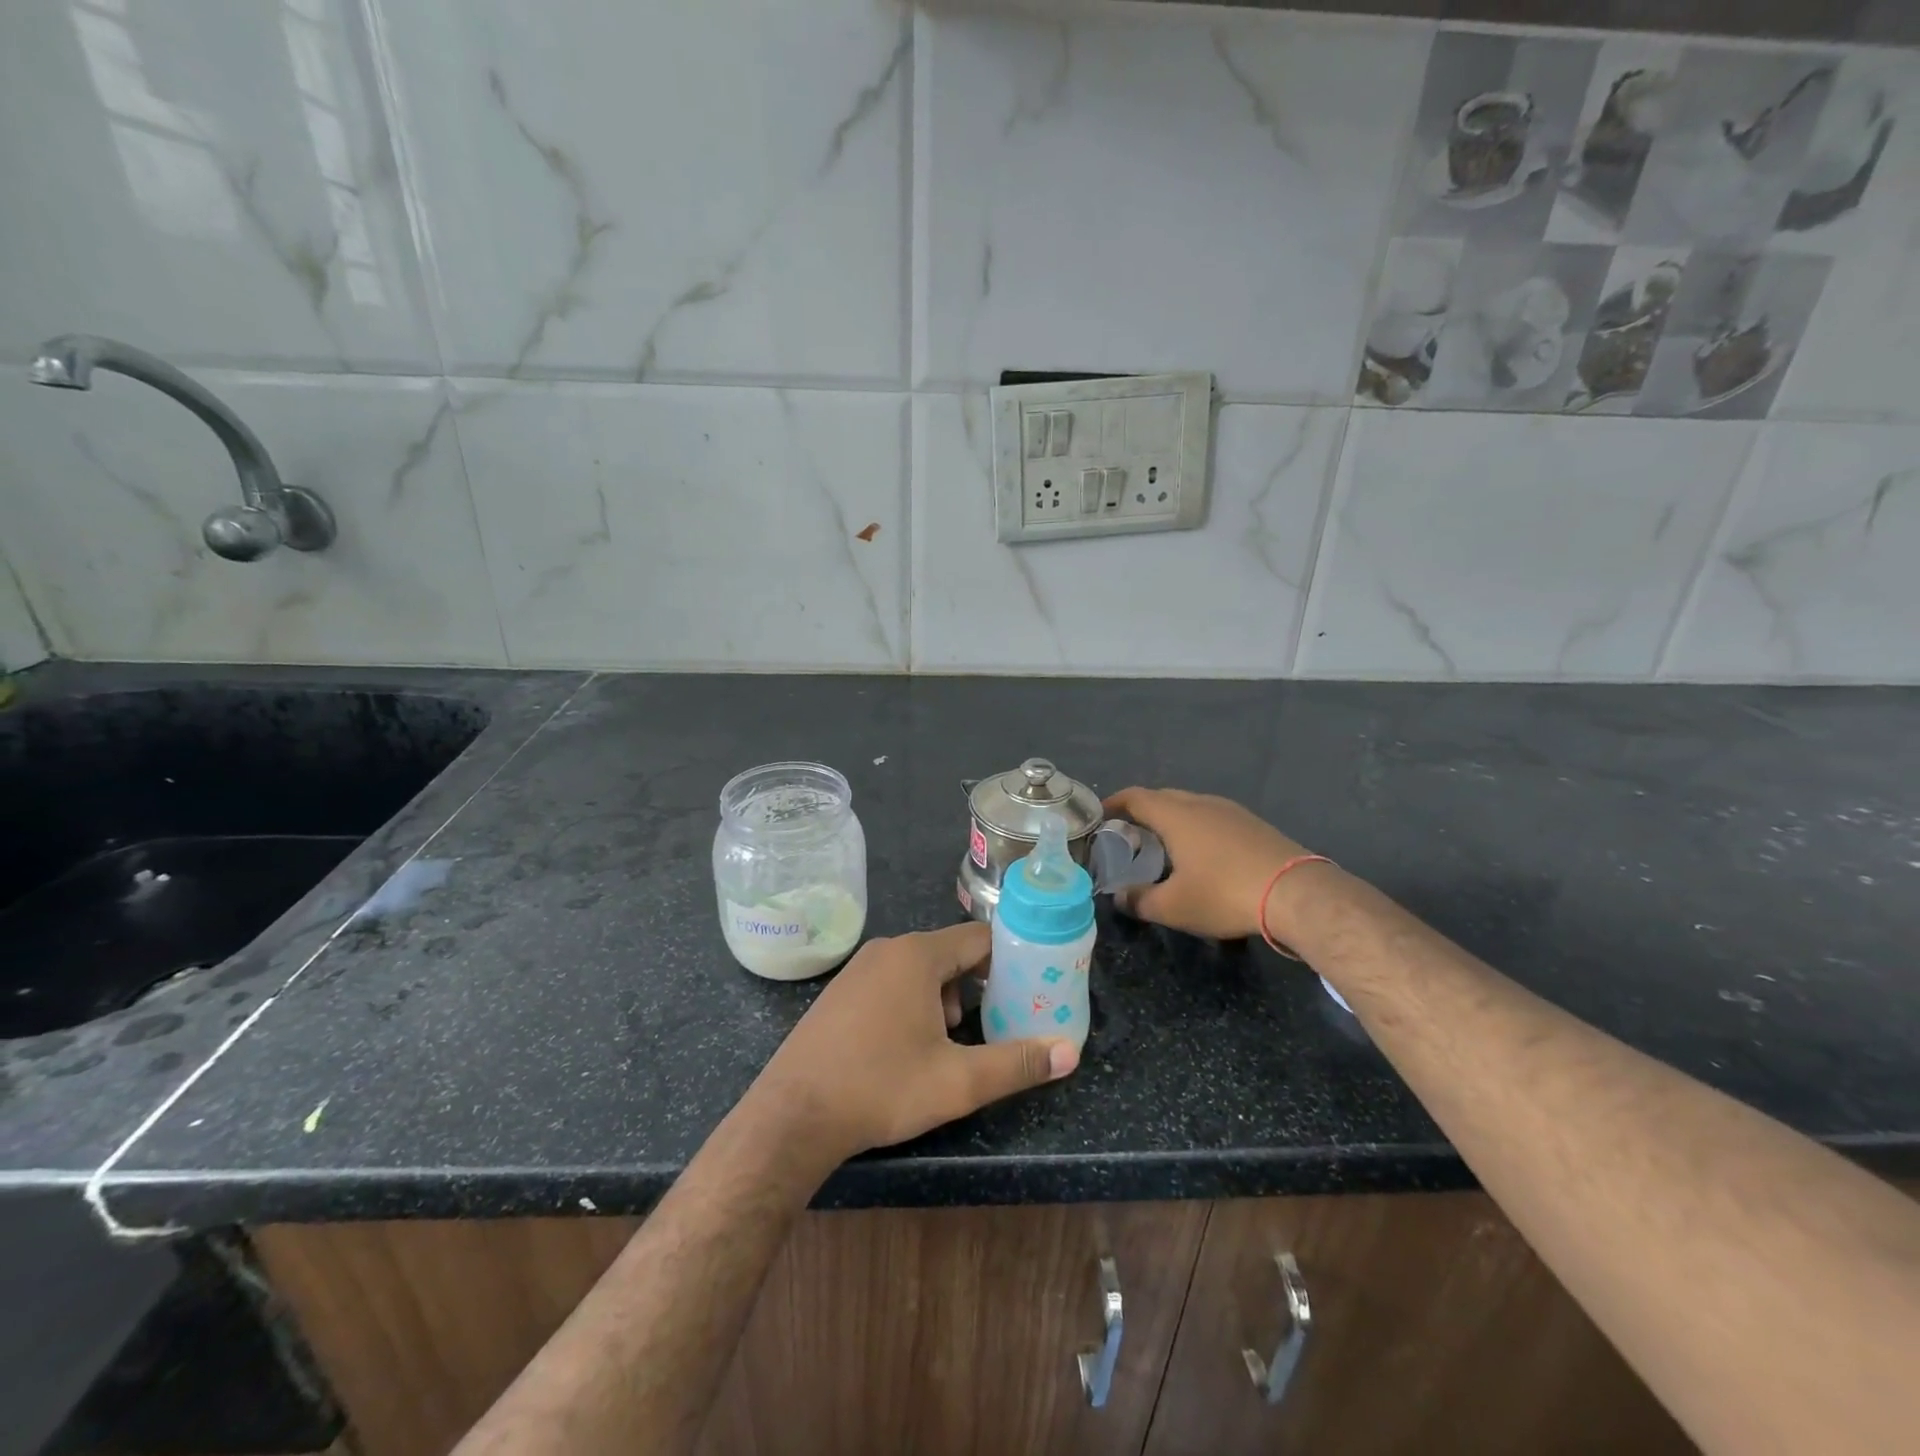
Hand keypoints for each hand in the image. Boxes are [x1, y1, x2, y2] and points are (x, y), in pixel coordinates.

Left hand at [747, 923, 1077, 1164]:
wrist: (793, 1115)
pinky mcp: (840, 991)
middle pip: (951, 954)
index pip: (980, 939)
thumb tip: (1070, 1052)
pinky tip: (909, 1047)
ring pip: (921, 970)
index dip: (1010, 961)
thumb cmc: (881, 1088)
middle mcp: (888, 949)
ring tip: (952, 1044)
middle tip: (996, 1024)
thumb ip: (1017, 1063)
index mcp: (918, 955)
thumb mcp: (957, 1082)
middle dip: (978, 987)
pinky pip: (892, 982)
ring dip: (946, 999)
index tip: (1030, 989)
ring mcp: (859, 968)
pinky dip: (913, 1003)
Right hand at [1103, 786, 1315, 940]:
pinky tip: (1203, 854)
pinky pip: (1213, 817)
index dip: (1114, 804)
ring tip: (1164, 845)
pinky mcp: (1254, 824)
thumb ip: (1139, 901)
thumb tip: (1119, 897)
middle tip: (1129, 835)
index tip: (1100, 816)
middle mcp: (1201, 803)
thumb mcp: (1173, 907)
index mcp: (1175, 815)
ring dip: (1172, 820)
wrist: (1296, 893)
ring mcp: (1231, 811)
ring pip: (1191, 806)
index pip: (1135, 797)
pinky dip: (1197, 828)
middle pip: (1162, 797)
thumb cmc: (1224, 894)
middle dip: (1141, 812)